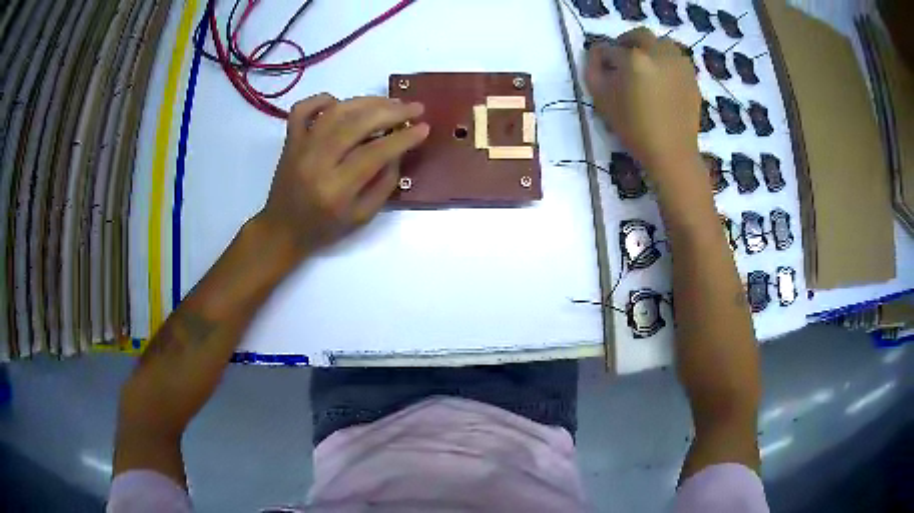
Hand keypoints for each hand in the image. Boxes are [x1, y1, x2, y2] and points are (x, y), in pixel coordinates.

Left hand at [259, 94, 428, 254]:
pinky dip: (323, 100)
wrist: (282, 230)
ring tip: (389, 103)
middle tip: (414, 107)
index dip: (403, 138)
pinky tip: (341, 104)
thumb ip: (385, 184)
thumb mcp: (362, 217)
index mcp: (336, 189)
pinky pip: (303, 109)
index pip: (375, 153)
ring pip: (335, 111)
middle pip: (356, 124)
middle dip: (390, 112)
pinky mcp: (290, 140)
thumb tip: (398, 149)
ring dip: (366, 102)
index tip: (424, 127)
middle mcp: (316, 162)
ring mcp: (300, 147)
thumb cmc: (324, 228)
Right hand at [585, 28, 700, 174]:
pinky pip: (676, 59)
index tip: (602, 68)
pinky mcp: (692, 76)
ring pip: (662, 43)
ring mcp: (679, 64)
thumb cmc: (633, 128)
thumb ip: (593, 69)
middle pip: (640, 35)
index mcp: (635, 58)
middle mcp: (659, 53)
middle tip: (622, 59)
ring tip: (645, 68)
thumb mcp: (601, 99)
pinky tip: (661, 81)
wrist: (671, 152)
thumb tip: (597, 54)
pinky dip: (666, 62)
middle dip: (627, 42)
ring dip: (650, 49)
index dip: (603, 57)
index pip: (611, 48)